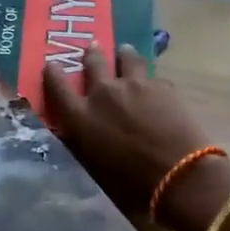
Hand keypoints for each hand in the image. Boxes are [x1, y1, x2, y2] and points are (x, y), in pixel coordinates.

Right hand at [43, 47, 215, 212]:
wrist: (178, 175)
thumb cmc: (131, 183)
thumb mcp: (95, 163)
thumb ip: (86, 140)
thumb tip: (84, 130)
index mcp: (81, 117)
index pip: (57, 86)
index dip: (52, 73)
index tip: (51, 64)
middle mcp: (103, 93)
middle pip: (93, 62)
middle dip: (91, 54)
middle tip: (92, 46)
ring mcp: (135, 85)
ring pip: (126, 58)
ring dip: (123, 54)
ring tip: (125, 51)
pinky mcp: (162, 86)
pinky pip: (152, 77)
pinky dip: (150, 80)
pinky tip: (156, 85)